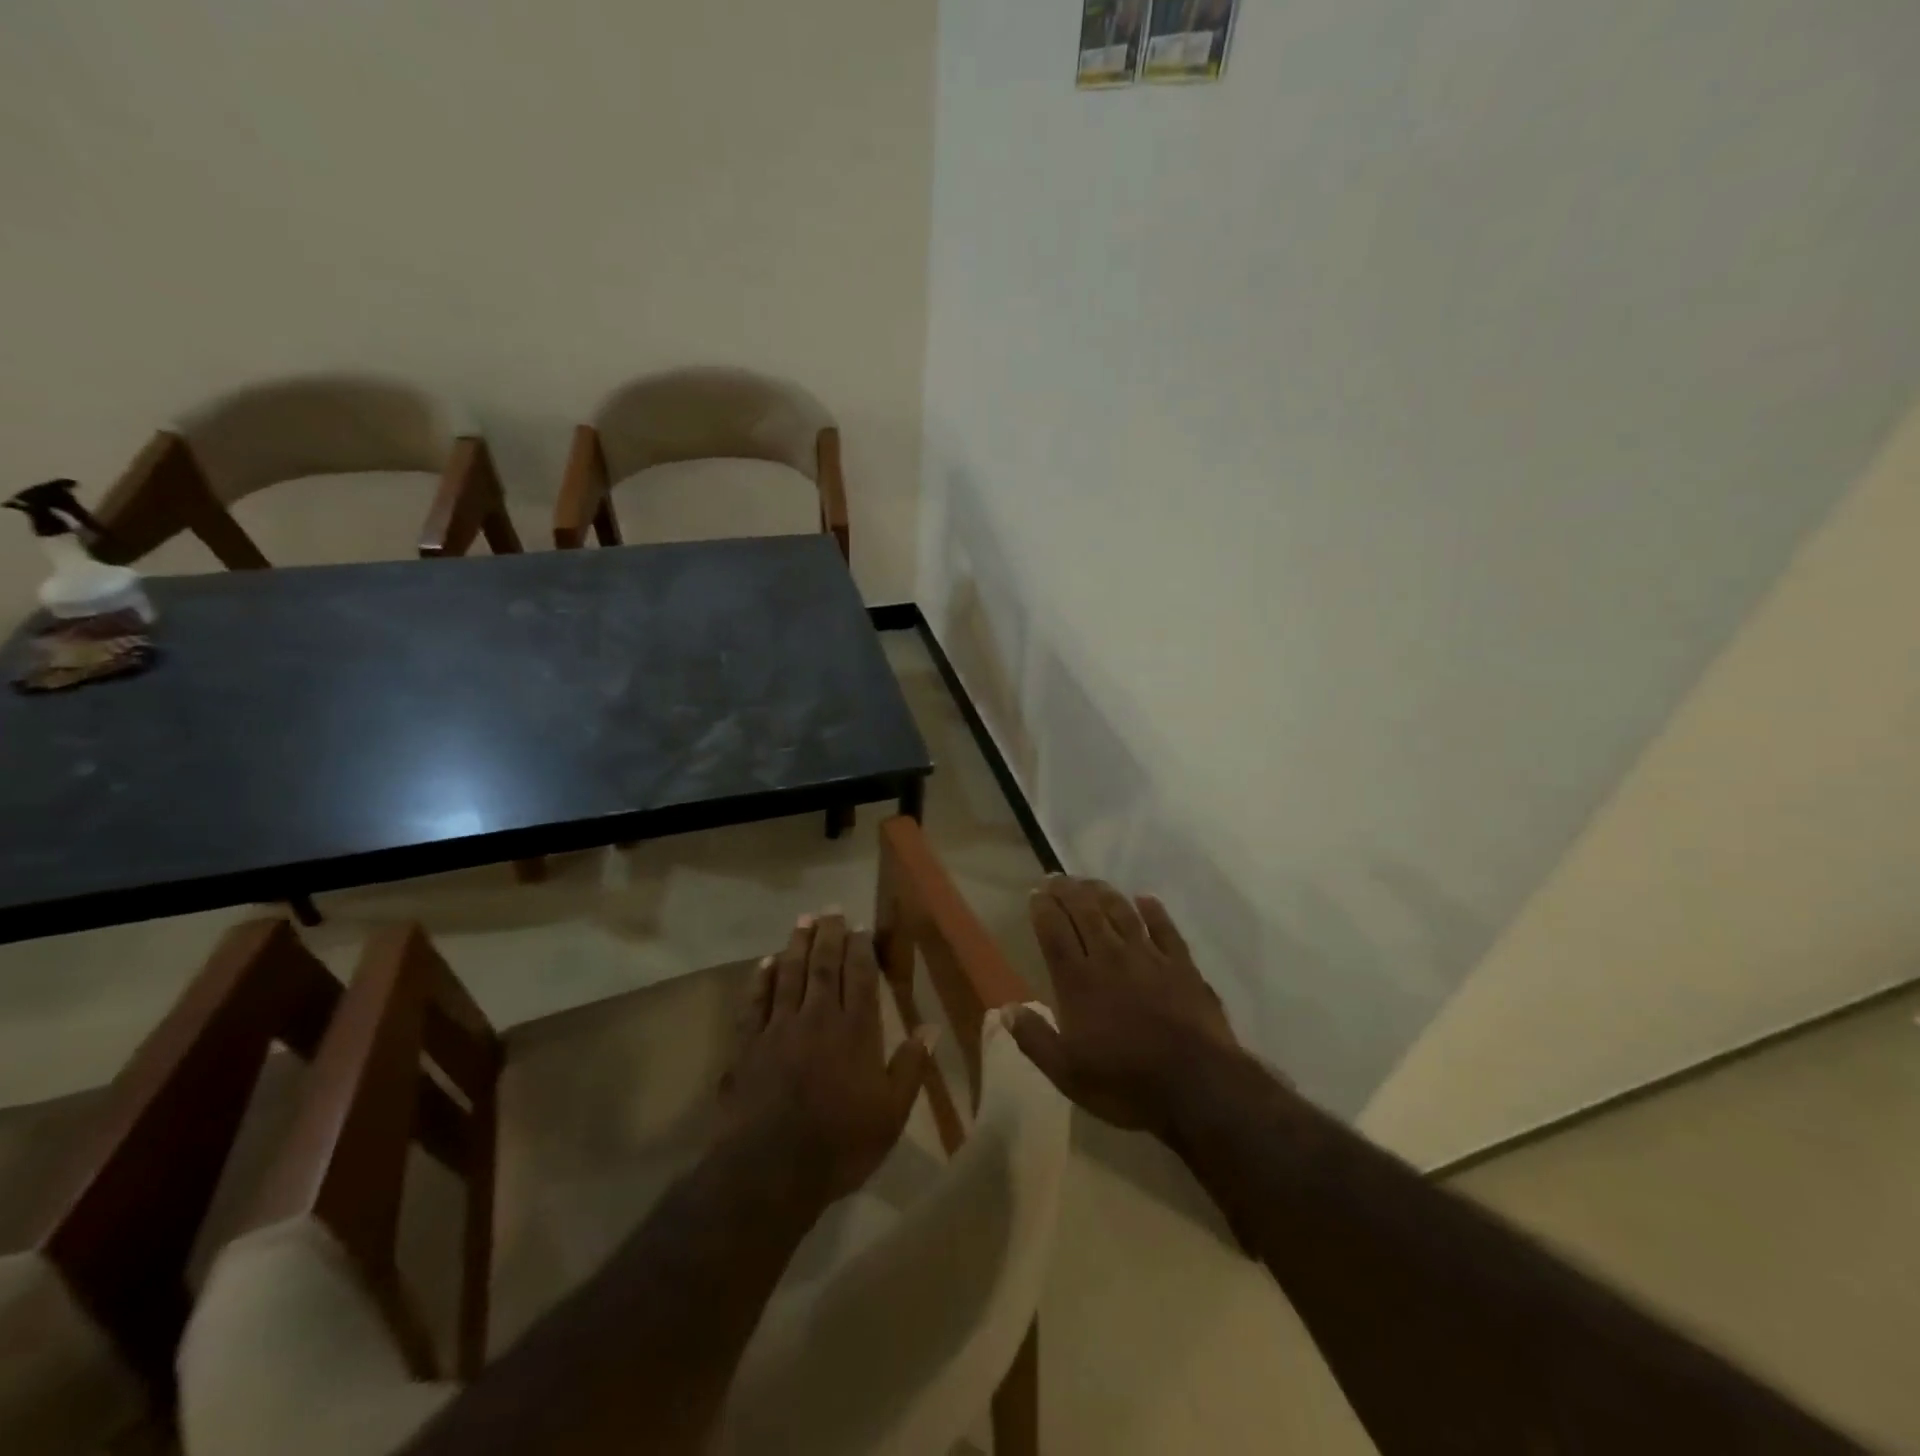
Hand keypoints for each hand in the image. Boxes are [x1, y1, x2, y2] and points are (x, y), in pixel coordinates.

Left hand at [720, 912, 933, 1207]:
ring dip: (797, 945)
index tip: (861, 927)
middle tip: (831, 909)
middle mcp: (818, 1018)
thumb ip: (910, 1067)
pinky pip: (755, 1002)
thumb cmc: (840, 1144)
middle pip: (824, 966)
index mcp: (856, 1031)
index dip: (861, 948)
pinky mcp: (748, 1045)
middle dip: (829, 935)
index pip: (860, 976)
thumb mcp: (891, 1113)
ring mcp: (779, 1028)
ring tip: (803, 921)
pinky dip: (760, 980)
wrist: (771, 1170)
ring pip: (789, 975)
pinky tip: (764, 963)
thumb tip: (932, 1028)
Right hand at [1010, 877, 1244, 1137]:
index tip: (1035, 894)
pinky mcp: (1182, 965)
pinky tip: (1145, 899)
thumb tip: (1005, 1009)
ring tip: (1091, 882)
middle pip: (1085, 912)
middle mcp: (1110, 957)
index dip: (1042, 909)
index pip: (1054, 932)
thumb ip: (1034, 1038)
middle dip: (1067, 891)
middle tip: (1056, 877)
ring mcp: (1149, 957)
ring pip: (1122, 912)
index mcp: (1078, 981)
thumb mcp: (1067, 1073)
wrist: (1197, 1085)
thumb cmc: (1125, 1082)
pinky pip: (1165, 928)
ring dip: (1104, 893)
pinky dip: (1154, 910)